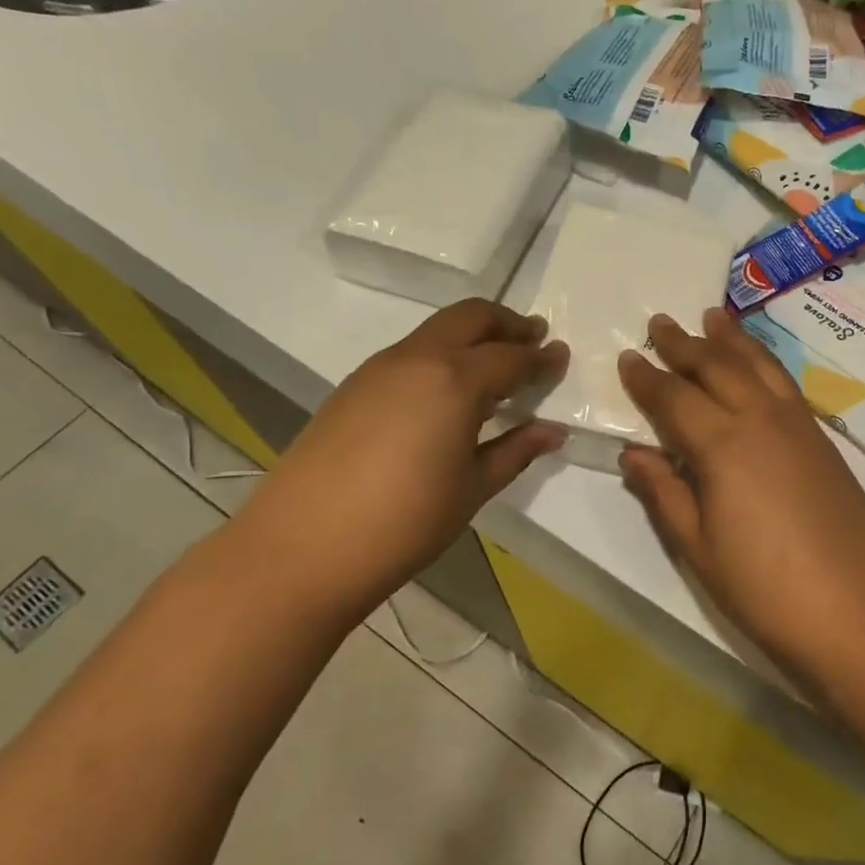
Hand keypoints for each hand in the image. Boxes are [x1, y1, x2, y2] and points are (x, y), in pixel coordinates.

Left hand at [230, 299, 566, 609]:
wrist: (303, 547)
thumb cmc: (405, 522)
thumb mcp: (473, 488)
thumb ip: (515, 451)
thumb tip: (552, 431)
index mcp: (454, 380)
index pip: (511, 357)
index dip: (541, 358)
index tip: (561, 356)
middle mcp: (417, 359)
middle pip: (471, 317)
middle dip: (507, 324)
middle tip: (533, 340)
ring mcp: (378, 369)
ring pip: (436, 331)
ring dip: (472, 337)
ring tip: (494, 369)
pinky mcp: (353, 387)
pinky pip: (410, 354)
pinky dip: (441, 357)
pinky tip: (447, 396)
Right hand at [617, 308, 864, 659]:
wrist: (857, 610)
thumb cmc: (764, 588)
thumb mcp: (698, 547)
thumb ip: (664, 493)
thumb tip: (634, 454)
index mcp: (722, 444)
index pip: (674, 398)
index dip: (647, 377)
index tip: (628, 357)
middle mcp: (760, 418)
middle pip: (716, 366)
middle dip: (684, 343)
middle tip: (660, 322)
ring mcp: (797, 424)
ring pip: (758, 364)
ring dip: (730, 338)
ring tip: (712, 316)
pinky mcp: (822, 438)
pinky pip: (784, 381)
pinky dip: (763, 360)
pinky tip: (757, 362)